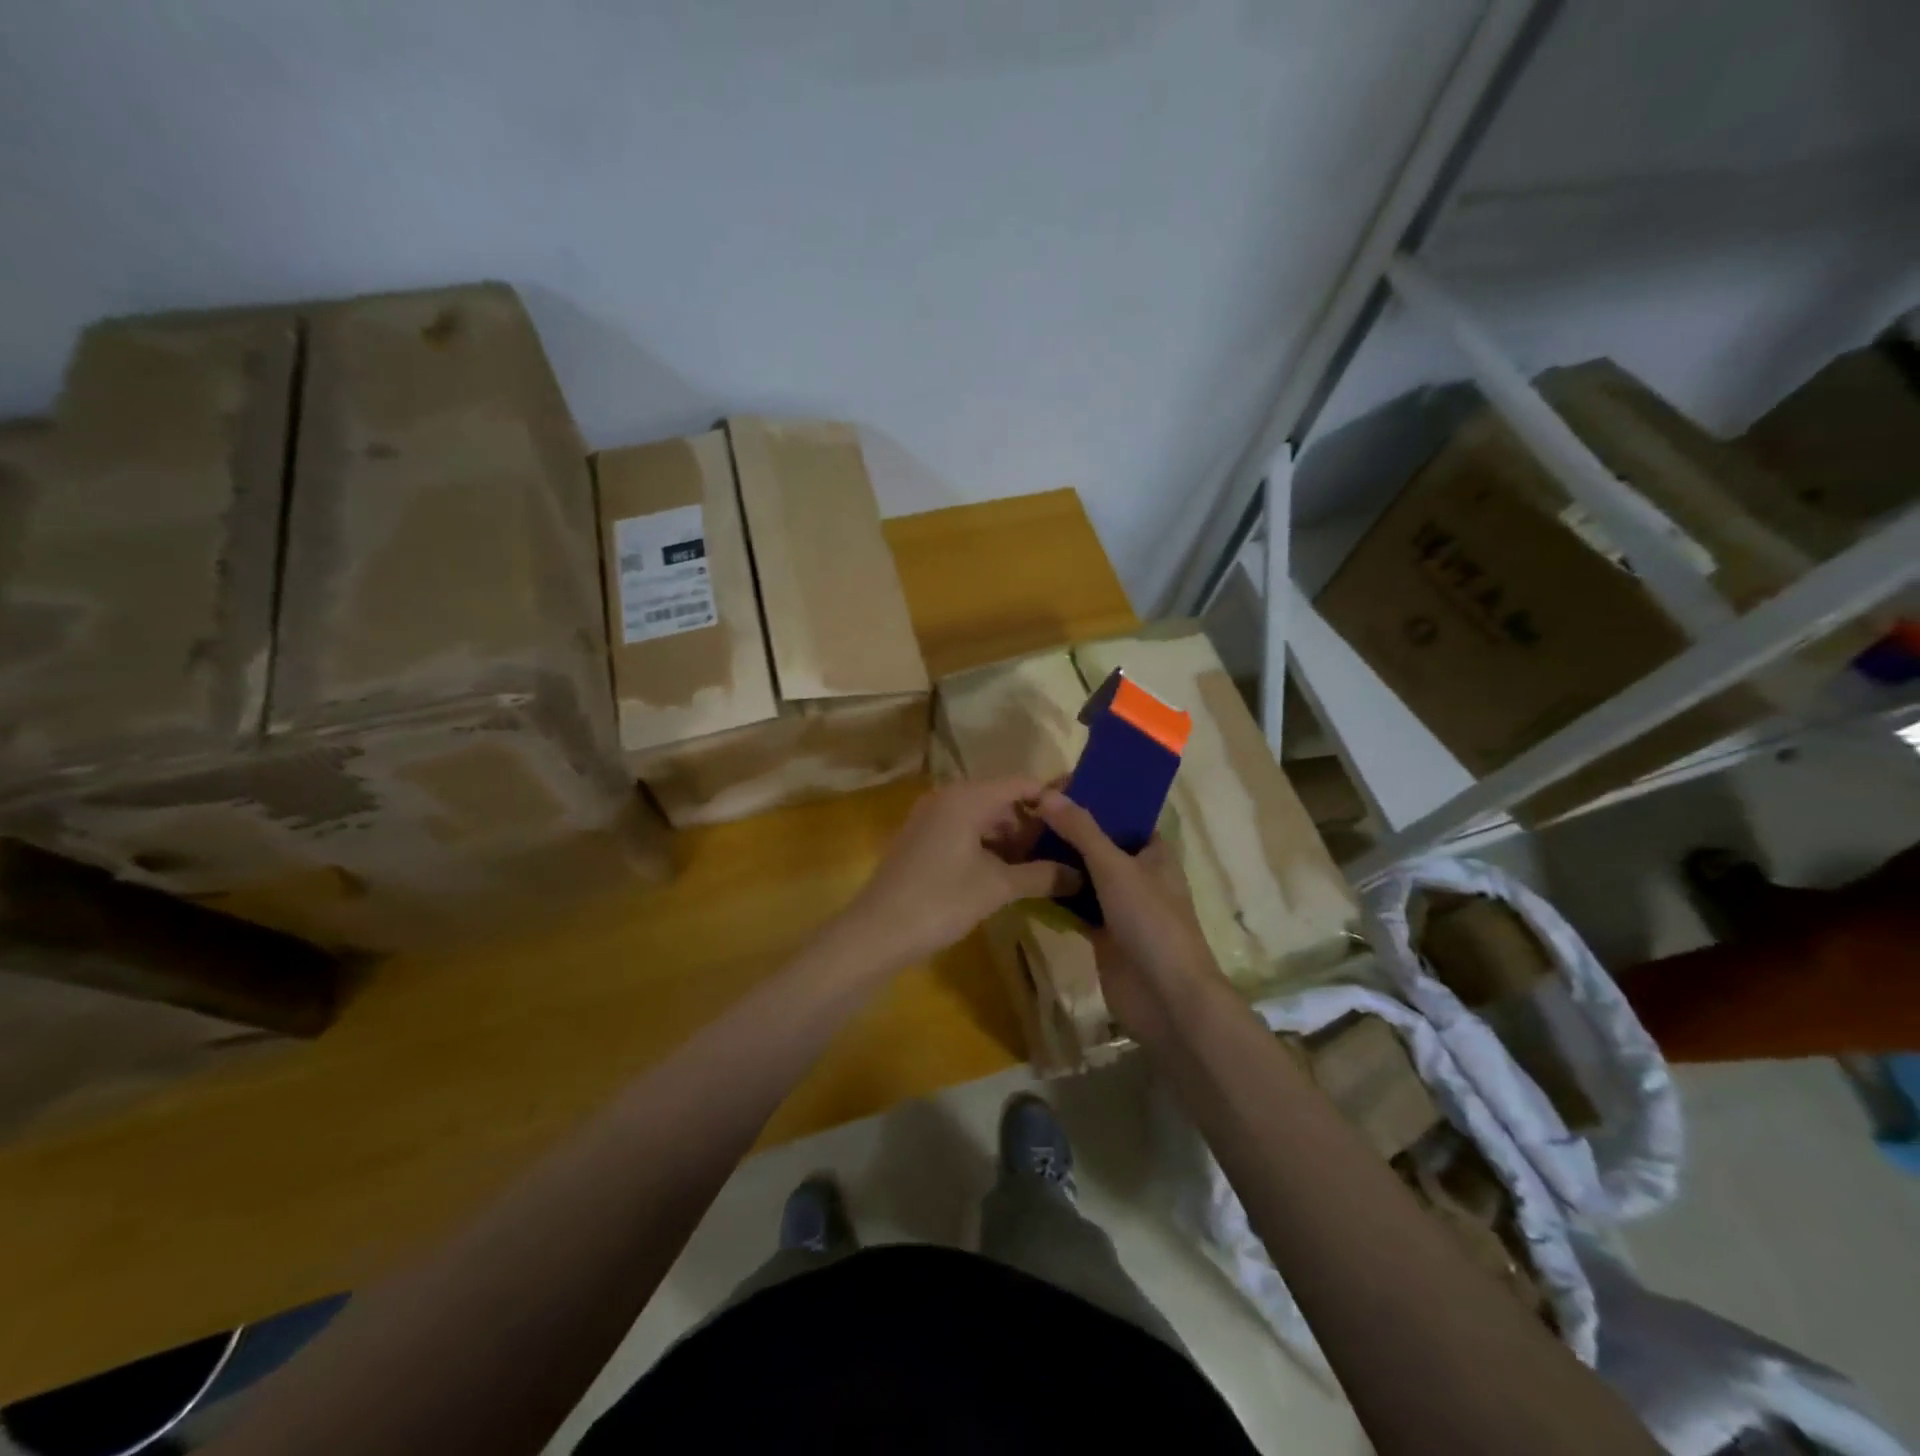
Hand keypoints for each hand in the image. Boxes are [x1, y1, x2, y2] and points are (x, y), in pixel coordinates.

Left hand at [839, 779, 1081, 970]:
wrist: (877, 932)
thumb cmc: (940, 901)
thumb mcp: (997, 888)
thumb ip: (1041, 875)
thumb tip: (1080, 875)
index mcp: (967, 798)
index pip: (1020, 784)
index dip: (1051, 800)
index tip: (1079, 821)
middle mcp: (948, 797)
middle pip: (1001, 800)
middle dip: (1031, 825)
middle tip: (1063, 852)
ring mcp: (930, 817)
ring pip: (982, 818)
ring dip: (1010, 840)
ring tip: (1039, 869)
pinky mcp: (921, 838)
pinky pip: (964, 831)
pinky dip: (987, 847)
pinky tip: (1005, 874)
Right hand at [1033, 790, 1222, 1036]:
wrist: (1166, 998)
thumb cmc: (1151, 922)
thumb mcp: (1115, 868)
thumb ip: (1082, 831)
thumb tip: (1046, 794)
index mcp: (1154, 853)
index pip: (1123, 816)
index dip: (1095, 800)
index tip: (1056, 788)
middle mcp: (1139, 875)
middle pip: (1099, 845)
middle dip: (1068, 832)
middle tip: (1026, 815)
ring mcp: (1121, 907)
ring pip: (1085, 877)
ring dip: (1059, 864)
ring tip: (1018, 841)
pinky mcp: (1104, 934)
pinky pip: (1076, 906)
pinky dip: (1056, 895)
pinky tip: (1025, 880)